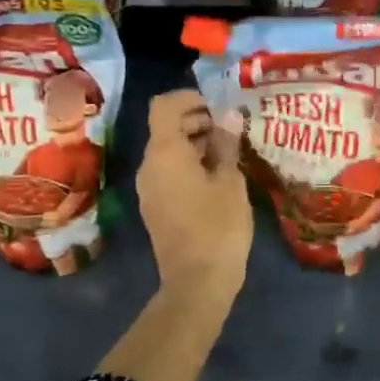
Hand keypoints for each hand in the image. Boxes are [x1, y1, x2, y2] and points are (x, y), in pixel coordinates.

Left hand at [136, 90, 252, 297]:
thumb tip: (228, 115)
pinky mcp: (156, 207)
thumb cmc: (218, 226)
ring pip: (167, 151)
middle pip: (165, 127)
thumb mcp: (229, 180)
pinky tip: (218, 176)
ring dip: (194, 143)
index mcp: (164, 153)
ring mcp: (149, 188)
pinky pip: (168, 172)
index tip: (217, 106)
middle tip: (231, 128)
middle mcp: (149, 166)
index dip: (188, 98)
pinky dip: (189, 164)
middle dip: (196, 120)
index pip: (163, 106)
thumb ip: (226, 144)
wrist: (197, 282)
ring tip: (229, 151)